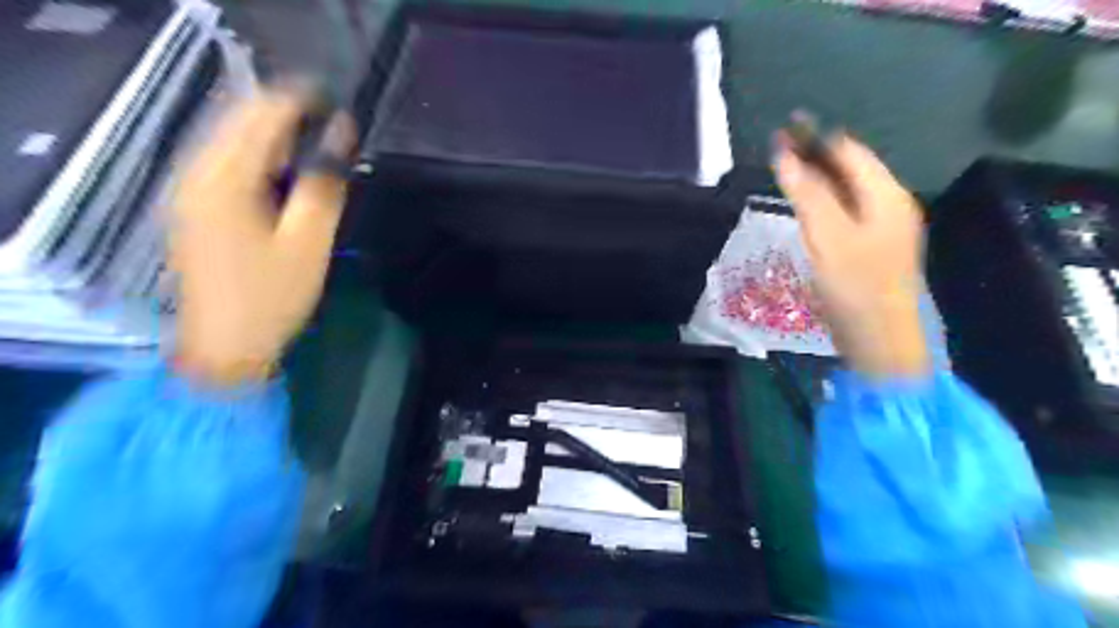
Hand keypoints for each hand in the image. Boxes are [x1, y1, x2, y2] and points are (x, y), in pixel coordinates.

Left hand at [172, 86, 351, 385]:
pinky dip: (261, 158)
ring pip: (234, 139)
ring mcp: (190, 188)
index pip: (262, 113)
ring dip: (277, 138)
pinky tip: (287, 177)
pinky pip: (228, 162)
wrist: (225, 345)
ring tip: (320, 152)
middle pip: (242, 119)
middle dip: (289, 117)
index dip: (302, 101)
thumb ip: (325, 184)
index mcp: (223, 177)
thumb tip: (343, 134)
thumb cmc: (272, 295)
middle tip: (336, 134)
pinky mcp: (195, 206)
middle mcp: (196, 171)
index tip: (342, 107)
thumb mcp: (309, 241)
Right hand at [777, 129, 931, 378]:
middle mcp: (889, 205)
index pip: (849, 151)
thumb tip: (785, 154)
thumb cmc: (855, 286)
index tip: (782, 131)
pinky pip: (845, 214)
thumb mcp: (827, 236)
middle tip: (777, 154)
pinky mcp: (871, 249)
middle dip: (815, 158)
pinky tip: (805, 212)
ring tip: (785, 177)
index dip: (815, 138)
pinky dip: (823, 205)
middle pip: (850, 169)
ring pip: (846, 192)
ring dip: (818, 181)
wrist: (880, 339)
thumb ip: (808, 193)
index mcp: (885, 195)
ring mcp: (883, 228)